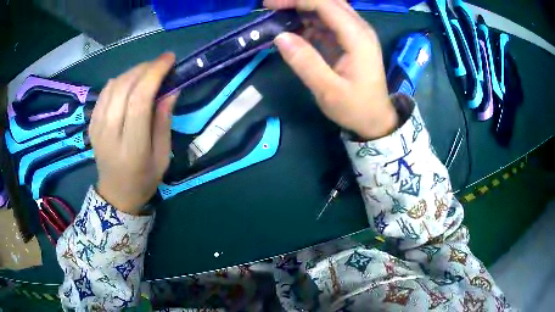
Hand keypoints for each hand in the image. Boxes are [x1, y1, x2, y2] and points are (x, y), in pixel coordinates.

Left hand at [89, 53, 178, 214]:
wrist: (116, 194)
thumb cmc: (144, 179)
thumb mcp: (162, 156)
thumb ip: (164, 121)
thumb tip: (171, 89)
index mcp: (131, 147)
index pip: (139, 100)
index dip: (154, 74)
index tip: (169, 59)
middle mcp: (110, 134)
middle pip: (124, 87)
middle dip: (145, 68)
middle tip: (161, 63)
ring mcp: (97, 128)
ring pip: (113, 86)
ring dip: (132, 72)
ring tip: (147, 71)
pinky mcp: (91, 124)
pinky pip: (104, 93)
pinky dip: (119, 80)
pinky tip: (129, 82)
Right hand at [265, 0, 397, 138]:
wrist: (376, 119)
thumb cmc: (355, 107)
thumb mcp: (328, 90)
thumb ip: (305, 62)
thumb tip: (279, 36)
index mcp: (357, 37)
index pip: (325, 4)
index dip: (296, 0)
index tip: (270, 5)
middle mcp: (359, 28)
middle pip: (327, 1)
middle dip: (298, 1)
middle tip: (272, 7)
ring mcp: (356, 32)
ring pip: (328, 8)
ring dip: (302, 9)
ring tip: (278, 17)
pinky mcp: (350, 39)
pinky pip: (328, 21)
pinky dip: (309, 21)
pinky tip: (294, 29)